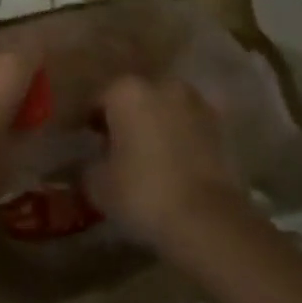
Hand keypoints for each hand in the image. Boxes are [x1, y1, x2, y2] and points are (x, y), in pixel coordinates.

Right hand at [87, 76, 250, 253]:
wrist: (207, 218)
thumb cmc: (143, 193)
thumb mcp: (98, 186)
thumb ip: (88, 167)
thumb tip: (89, 163)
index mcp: (126, 90)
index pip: (98, 99)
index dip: (87, 121)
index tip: (82, 141)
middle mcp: (161, 84)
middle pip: (134, 99)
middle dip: (124, 119)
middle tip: (115, 149)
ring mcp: (195, 102)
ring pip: (164, 110)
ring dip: (155, 125)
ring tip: (147, 158)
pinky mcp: (219, 125)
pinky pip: (188, 127)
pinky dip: (179, 139)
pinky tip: (174, 165)